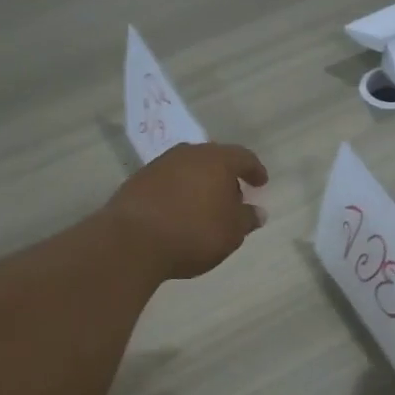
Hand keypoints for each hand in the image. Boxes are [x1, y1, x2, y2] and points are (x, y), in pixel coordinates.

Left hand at [104, 143, 268, 280]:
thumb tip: (259, 212)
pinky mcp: (138, 180)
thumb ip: (247, 219)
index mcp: (217, 160)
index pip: (243, 157)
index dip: (254, 170)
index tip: (261, 183)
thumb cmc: (194, 233)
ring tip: (205, 206)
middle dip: (225, 176)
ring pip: (188, 168)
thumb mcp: (231, 232)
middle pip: (214, 159)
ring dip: (200, 183)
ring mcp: (160, 165)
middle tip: (233, 197)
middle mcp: (189, 154)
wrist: (133, 240)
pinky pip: (167, 181)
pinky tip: (178, 211)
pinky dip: (178, 192)